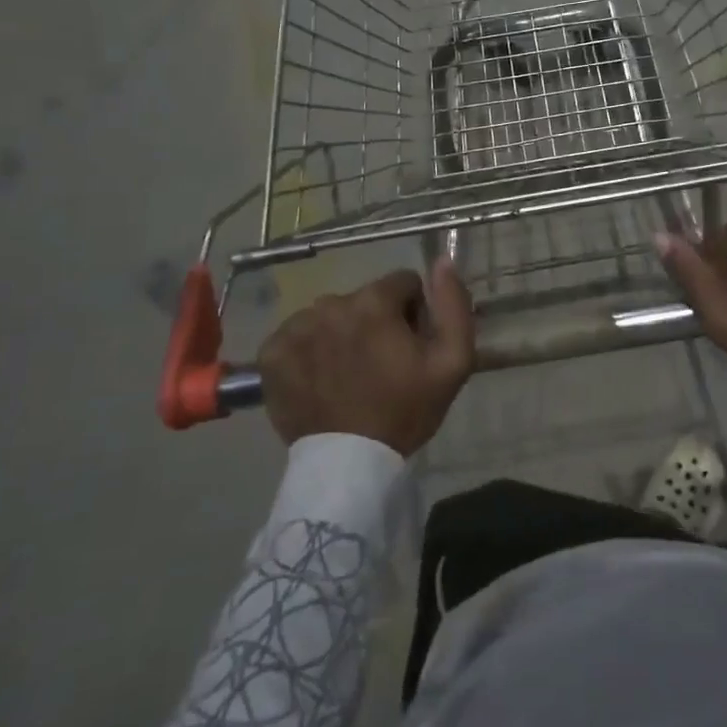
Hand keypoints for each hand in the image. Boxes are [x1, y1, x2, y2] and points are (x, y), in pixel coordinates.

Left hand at [256, 260, 474, 453]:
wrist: (350, 464)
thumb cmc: (405, 411)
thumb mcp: (453, 361)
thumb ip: (453, 305)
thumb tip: (443, 261)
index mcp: (374, 301)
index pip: (403, 283)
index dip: (413, 312)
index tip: (411, 344)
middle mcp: (330, 304)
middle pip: (364, 300)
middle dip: (376, 322)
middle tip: (382, 365)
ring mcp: (296, 328)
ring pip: (330, 316)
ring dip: (342, 334)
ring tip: (349, 375)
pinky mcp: (272, 354)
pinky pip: (297, 336)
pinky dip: (309, 351)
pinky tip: (320, 379)